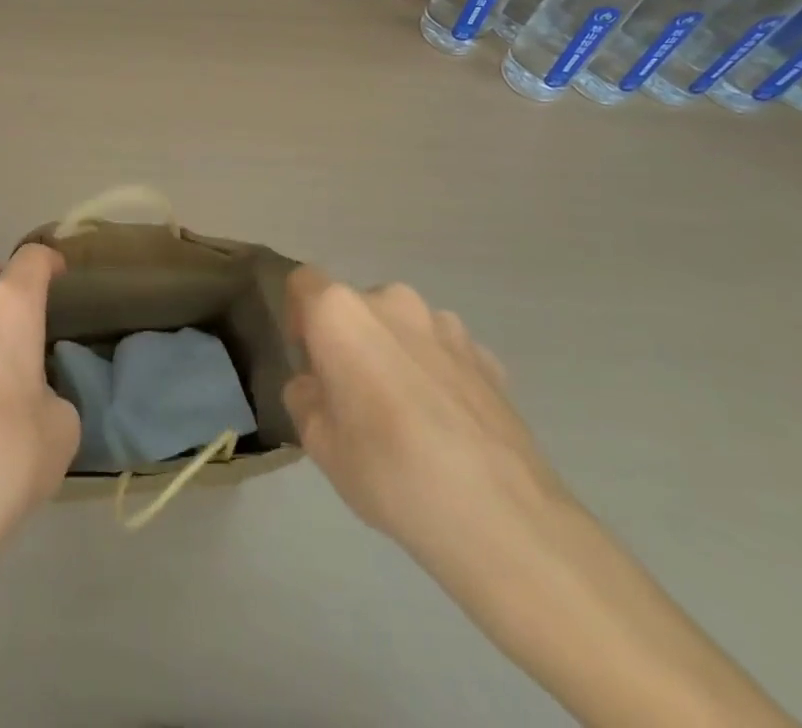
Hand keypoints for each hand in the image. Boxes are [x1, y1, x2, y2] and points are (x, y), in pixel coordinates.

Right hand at [282, 266, 565, 581]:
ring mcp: (447, 325)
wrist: (502, 517)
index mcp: (342, 313)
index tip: (308, 361)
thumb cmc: (390, 471)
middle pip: (357, 307)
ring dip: (396, 354)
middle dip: (350, 341)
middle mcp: (392, 301)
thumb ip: (305, 398)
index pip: (304, 284)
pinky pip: (445, 353)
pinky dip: (437, 375)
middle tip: (354, 397)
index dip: (299, 317)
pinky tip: (447, 427)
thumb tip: (316, 385)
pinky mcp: (487, 357)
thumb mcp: (319, 444)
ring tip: (407, 416)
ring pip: (404, 329)